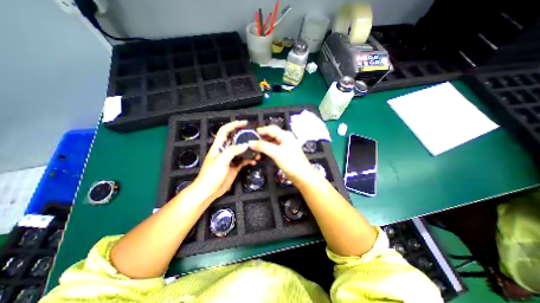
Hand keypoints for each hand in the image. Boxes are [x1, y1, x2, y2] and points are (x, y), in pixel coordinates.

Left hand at [193, 121, 257, 201]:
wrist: (209, 191)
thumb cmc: (211, 175)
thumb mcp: (221, 161)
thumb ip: (232, 151)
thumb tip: (245, 145)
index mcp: (219, 146)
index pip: (225, 131)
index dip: (234, 125)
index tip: (244, 123)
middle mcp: (225, 150)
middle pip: (236, 139)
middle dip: (245, 137)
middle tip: (255, 137)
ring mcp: (231, 159)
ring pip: (242, 150)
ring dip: (249, 150)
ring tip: (257, 151)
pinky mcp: (235, 166)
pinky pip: (244, 160)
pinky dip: (250, 160)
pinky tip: (254, 162)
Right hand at [249, 124, 312, 183]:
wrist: (301, 175)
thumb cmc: (291, 162)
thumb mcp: (275, 153)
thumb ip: (263, 146)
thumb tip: (251, 142)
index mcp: (285, 135)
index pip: (270, 129)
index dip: (260, 131)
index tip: (251, 135)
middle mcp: (285, 138)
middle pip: (270, 135)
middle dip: (261, 139)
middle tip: (252, 145)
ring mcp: (284, 146)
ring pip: (271, 143)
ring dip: (263, 146)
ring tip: (255, 151)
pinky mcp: (284, 153)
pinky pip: (273, 149)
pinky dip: (267, 151)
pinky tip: (262, 155)